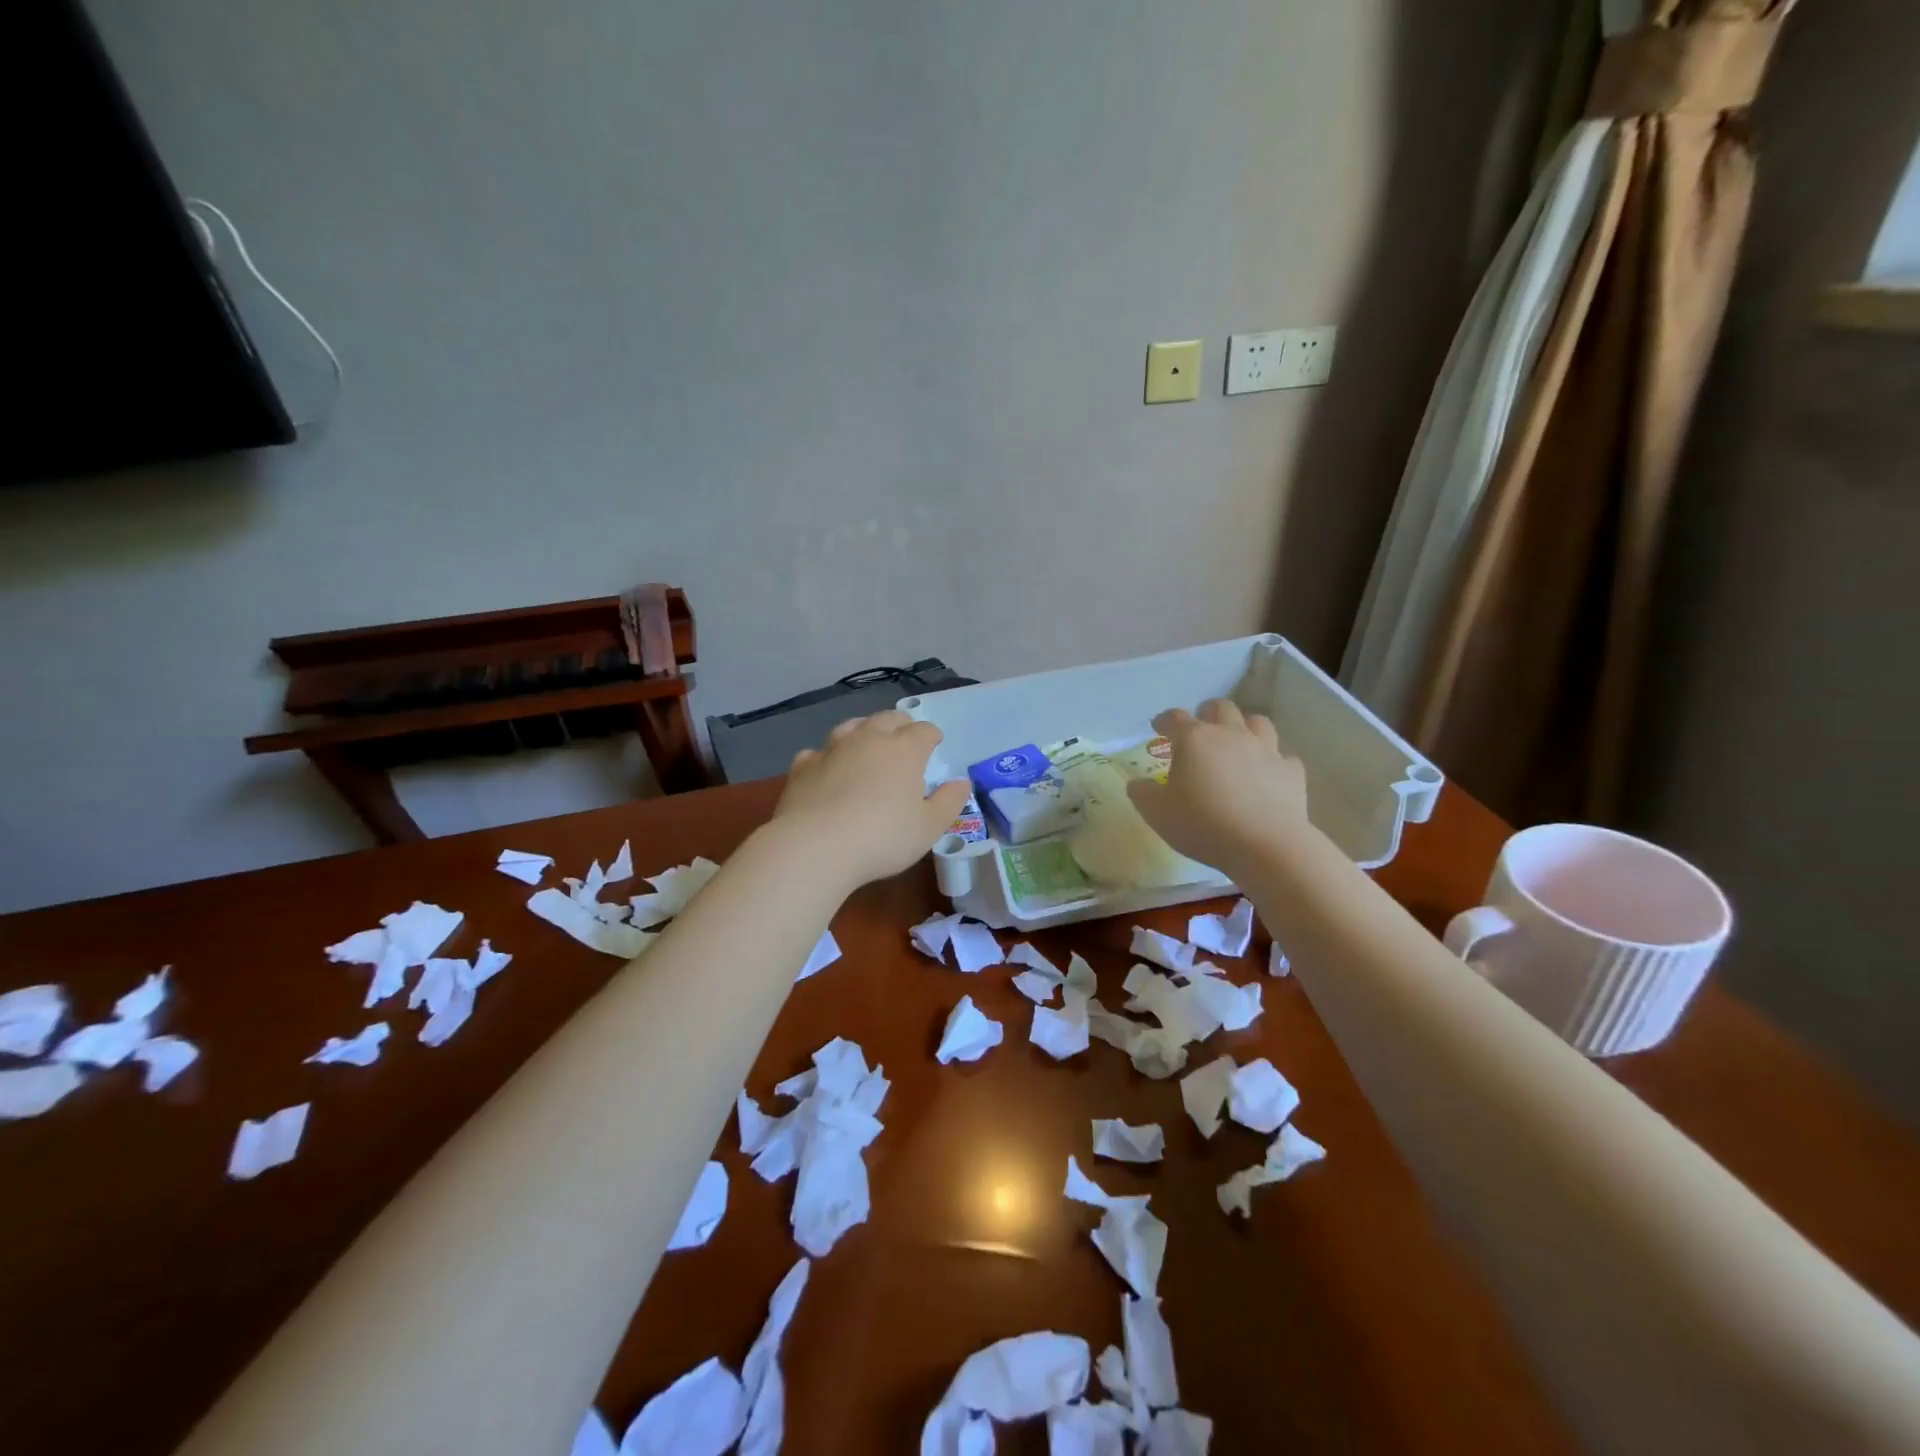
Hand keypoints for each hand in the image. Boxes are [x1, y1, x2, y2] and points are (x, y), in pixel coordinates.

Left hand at [773, 710, 971, 888]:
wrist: (815, 847)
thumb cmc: (882, 838)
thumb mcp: (929, 828)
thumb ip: (949, 802)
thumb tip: (961, 782)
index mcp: (904, 750)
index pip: (924, 730)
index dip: (932, 736)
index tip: (935, 746)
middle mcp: (868, 739)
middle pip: (888, 718)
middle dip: (901, 725)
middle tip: (905, 741)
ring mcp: (832, 749)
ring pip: (852, 726)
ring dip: (864, 731)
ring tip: (868, 744)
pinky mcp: (803, 766)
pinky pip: (819, 751)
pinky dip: (828, 756)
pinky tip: (827, 770)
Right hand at [1126, 699, 1309, 877]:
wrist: (1265, 845)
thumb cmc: (1202, 824)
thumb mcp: (1156, 813)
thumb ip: (1142, 793)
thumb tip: (1138, 783)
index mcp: (1194, 740)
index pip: (1174, 718)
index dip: (1164, 720)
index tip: (1158, 727)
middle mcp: (1230, 735)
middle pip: (1220, 708)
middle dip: (1207, 713)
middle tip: (1200, 727)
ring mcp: (1265, 750)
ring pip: (1257, 722)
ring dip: (1244, 727)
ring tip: (1237, 741)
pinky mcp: (1291, 771)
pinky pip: (1282, 757)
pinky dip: (1272, 761)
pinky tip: (1267, 774)